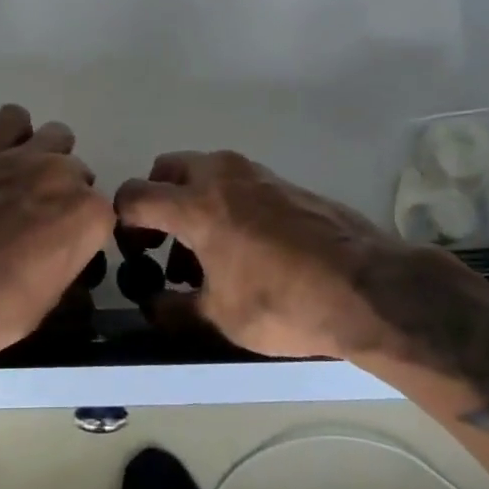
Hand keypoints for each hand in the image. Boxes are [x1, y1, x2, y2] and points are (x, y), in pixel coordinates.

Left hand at [0, 104, 113, 365]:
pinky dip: (13, 133)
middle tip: (34, 220)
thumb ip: (66, 258)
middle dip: (62, 195)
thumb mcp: (48, 299)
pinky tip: (0, 157)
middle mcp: (64, 177)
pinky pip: (12, 117)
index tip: (61, 246)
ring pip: (56, 138)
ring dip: (46, 158)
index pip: (102, 213)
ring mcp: (24, 156)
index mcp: (89, 217)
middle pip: (78, 174)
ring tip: (21, 184)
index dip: (81, 231)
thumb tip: (62, 247)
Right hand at [114, 149, 430, 359]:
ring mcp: (256, 175)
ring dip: (190, 201)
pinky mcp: (284, 183)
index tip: (129, 251)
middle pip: (167, 170)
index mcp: (197, 205)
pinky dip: (222, 203)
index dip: (121, 222)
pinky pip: (236, 183)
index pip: (135, 195)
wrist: (367, 287)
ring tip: (201, 254)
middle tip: (160, 242)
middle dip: (156, 201)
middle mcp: (222, 177)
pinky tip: (240, 247)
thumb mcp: (220, 317)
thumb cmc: (284, 303)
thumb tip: (153, 305)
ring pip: (204, 172)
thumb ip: (174, 309)